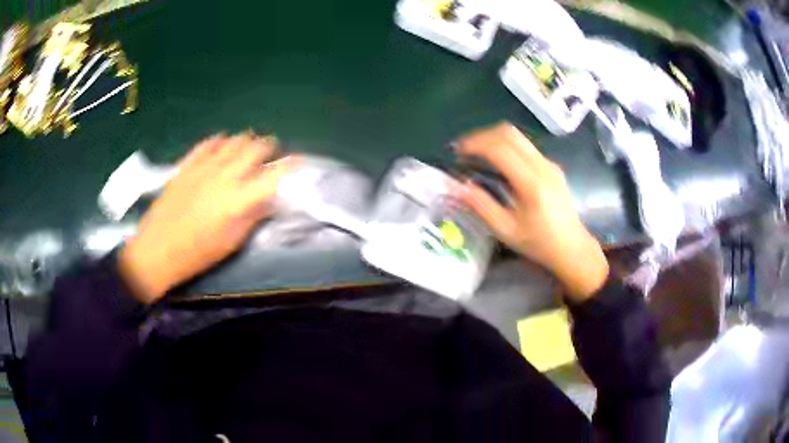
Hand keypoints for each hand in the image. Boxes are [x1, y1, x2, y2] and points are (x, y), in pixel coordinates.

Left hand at [119, 133, 294, 303]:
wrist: (157, 250)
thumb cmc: (197, 253)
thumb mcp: (231, 242)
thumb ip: (253, 217)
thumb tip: (269, 202)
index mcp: (239, 199)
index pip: (274, 174)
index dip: (291, 165)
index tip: (300, 162)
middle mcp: (225, 175)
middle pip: (255, 148)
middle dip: (269, 147)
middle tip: (271, 153)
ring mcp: (204, 166)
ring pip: (233, 140)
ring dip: (246, 141)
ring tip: (248, 148)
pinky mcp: (187, 165)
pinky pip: (208, 143)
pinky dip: (219, 141)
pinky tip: (222, 144)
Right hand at [456, 123, 607, 300]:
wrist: (572, 247)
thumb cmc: (539, 243)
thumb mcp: (506, 231)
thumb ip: (481, 205)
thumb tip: (456, 186)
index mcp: (531, 183)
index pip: (499, 148)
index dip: (474, 144)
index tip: (456, 152)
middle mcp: (542, 166)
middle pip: (508, 133)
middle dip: (481, 136)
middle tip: (464, 150)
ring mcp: (549, 163)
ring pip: (517, 135)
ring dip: (493, 138)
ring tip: (476, 153)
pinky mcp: (551, 165)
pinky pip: (524, 145)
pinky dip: (505, 145)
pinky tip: (496, 162)